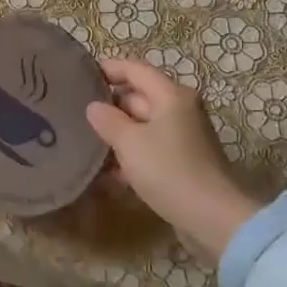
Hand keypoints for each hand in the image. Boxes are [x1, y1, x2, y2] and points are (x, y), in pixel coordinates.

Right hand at [85, 59, 262, 264]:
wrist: (212, 218)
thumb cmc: (168, 170)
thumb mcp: (130, 142)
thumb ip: (108, 120)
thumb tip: (94, 107)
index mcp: (171, 96)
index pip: (136, 70)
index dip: (108, 69)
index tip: (80, 76)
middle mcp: (180, 111)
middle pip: (138, 98)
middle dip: (109, 106)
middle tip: (75, 113)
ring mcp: (182, 138)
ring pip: (141, 127)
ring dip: (116, 135)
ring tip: (84, 143)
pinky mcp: (181, 163)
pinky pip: (149, 150)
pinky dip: (130, 156)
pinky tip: (106, 173)